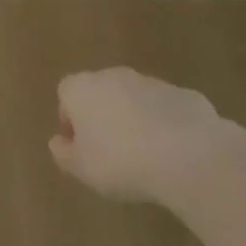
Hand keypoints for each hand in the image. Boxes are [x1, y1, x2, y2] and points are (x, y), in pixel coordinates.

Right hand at [49, 67, 221, 202]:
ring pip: (134, 98)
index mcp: (82, 88)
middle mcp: (112, 76)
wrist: (188, 155)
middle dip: (102, 116)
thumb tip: (57, 142)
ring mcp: (150, 81)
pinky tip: (174, 154)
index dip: (70, 120)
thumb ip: (64, 154)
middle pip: (100, 91)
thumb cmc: (121, 162)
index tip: (80, 148)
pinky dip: (165, 125)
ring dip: (134, 119)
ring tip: (145, 156)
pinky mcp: (182, 94)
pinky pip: (165, 109)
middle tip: (110, 152)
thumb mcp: (82, 169)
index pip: (65, 94)